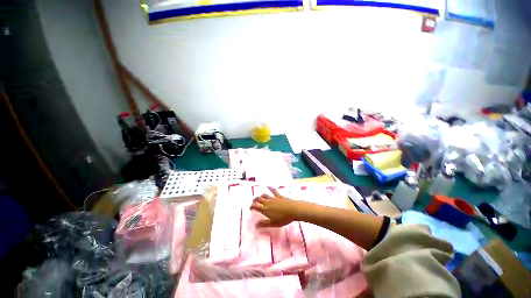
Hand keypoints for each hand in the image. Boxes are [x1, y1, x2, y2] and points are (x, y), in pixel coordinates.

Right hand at [250, 187, 303, 227]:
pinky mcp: (279, 196)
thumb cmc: (283, 218)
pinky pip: (273, 191)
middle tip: (253, 202)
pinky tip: (268, 186)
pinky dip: (270, 188)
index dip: (252, 206)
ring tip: (260, 197)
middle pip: (259, 199)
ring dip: (261, 196)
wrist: (293, 210)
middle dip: (255, 200)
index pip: (256, 206)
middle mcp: (267, 202)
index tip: (250, 208)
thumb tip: (255, 225)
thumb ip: (264, 224)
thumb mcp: (273, 223)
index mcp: (265, 209)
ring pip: (264, 195)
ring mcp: (273, 198)